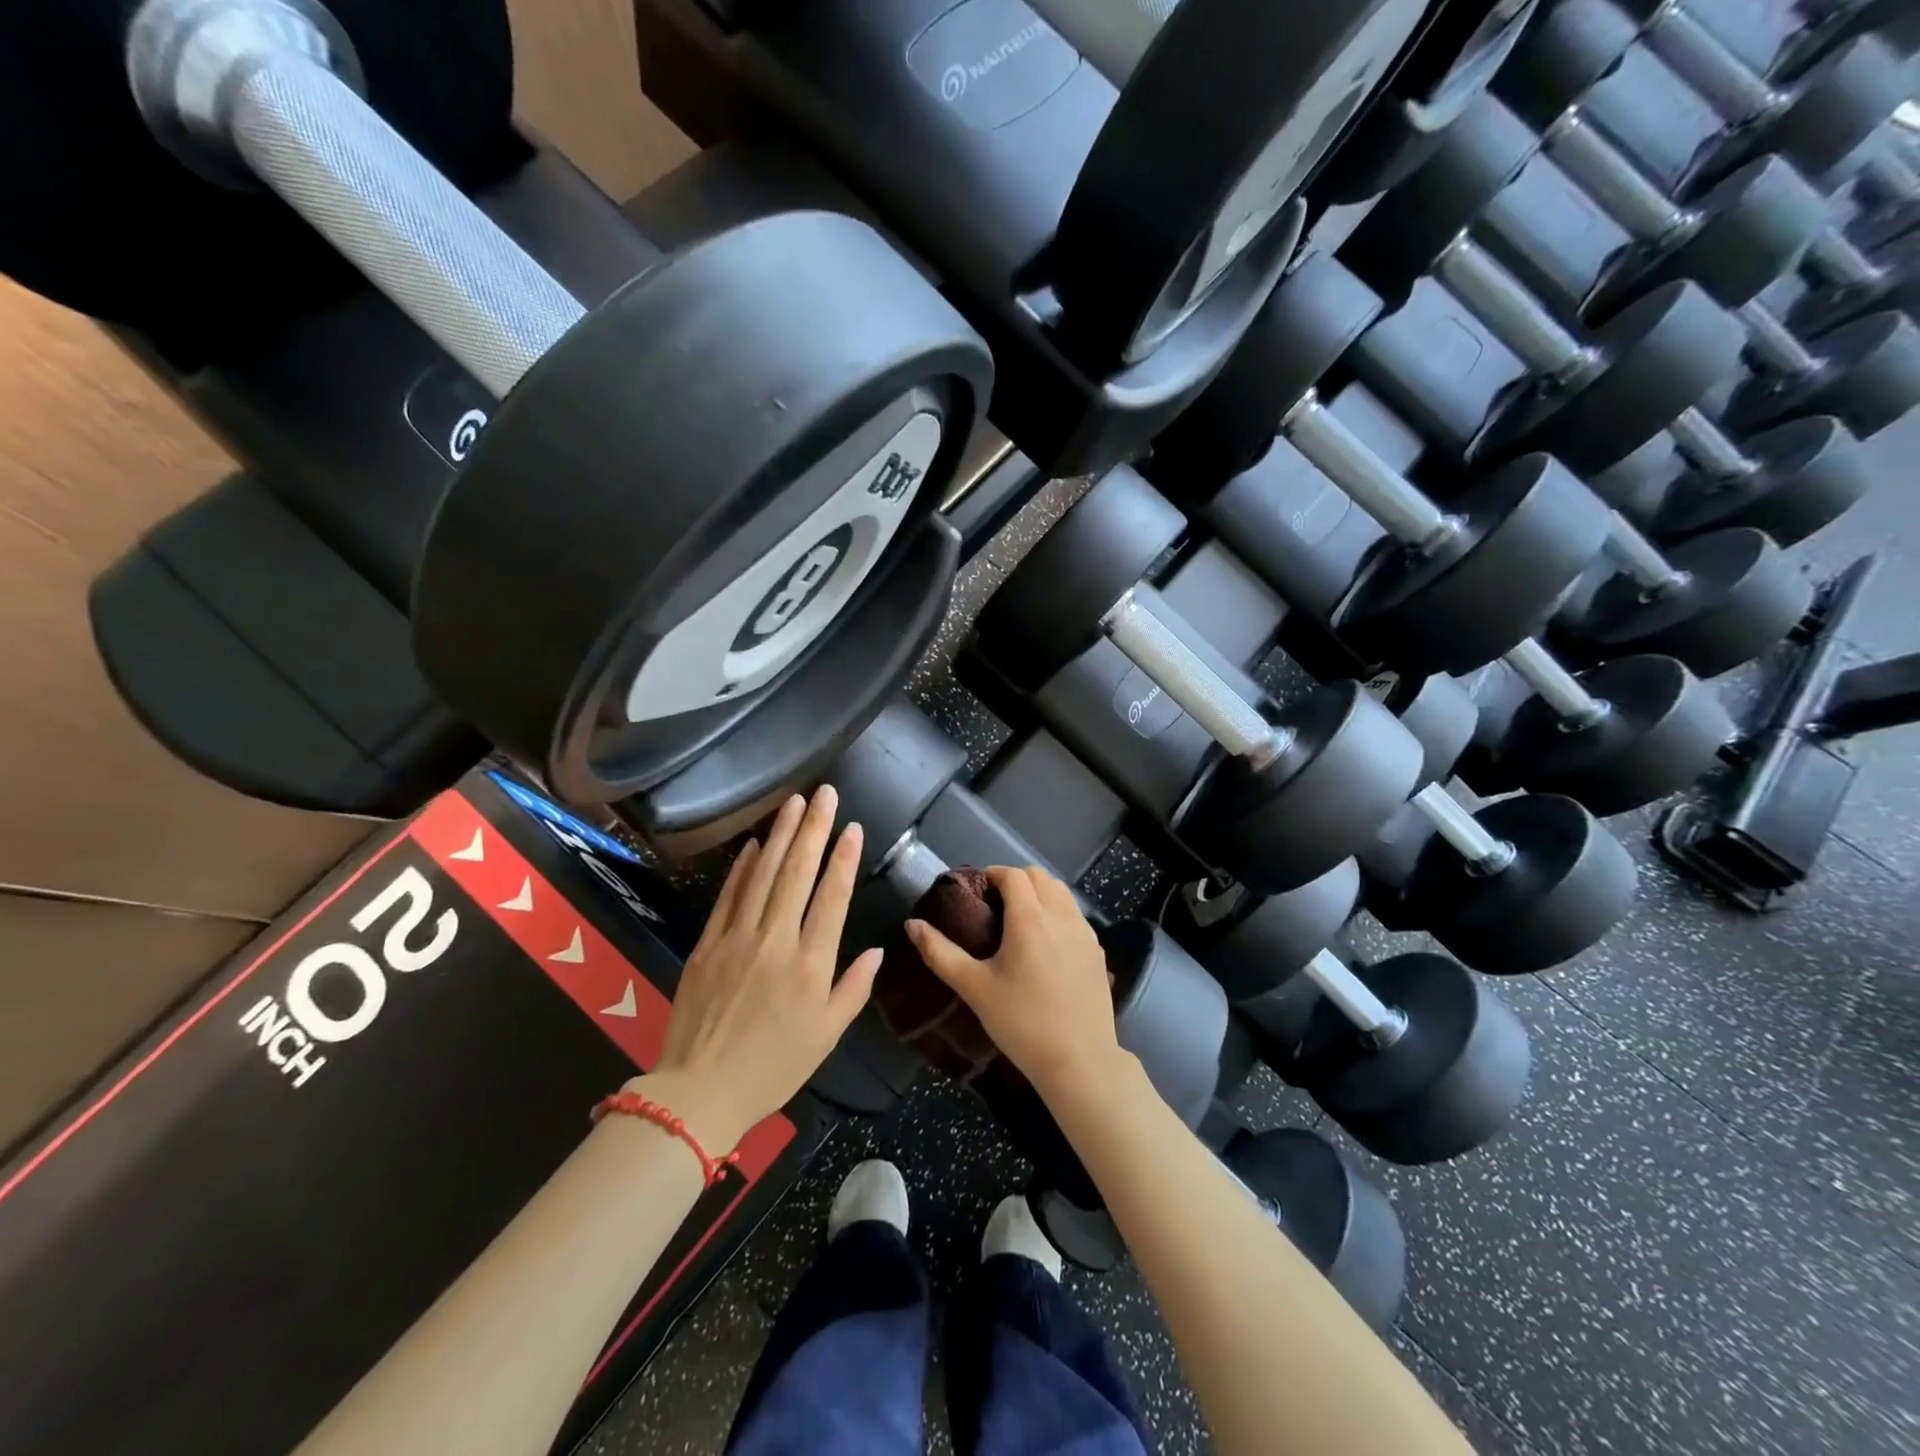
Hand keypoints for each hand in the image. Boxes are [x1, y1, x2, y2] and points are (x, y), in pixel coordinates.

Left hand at [645, 787, 880, 1152]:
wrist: (699, 1092)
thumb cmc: (774, 1068)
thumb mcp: (827, 1036)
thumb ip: (853, 988)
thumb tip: (878, 950)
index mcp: (810, 965)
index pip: (831, 898)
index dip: (843, 859)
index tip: (851, 827)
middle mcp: (775, 941)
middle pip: (797, 874)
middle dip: (813, 829)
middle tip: (823, 793)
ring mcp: (737, 938)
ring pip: (763, 875)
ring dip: (780, 835)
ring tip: (793, 802)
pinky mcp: (707, 944)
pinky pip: (728, 897)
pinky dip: (742, 868)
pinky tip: (754, 844)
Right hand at [905, 866, 1125, 1104]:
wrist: (1079, 1061)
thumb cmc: (1021, 1022)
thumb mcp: (974, 988)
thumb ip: (940, 952)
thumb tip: (912, 924)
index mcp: (1029, 918)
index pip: (1012, 875)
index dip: (991, 874)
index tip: (975, 891)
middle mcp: (1061, 916)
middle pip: (1039, 876)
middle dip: (1015, 880)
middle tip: (993, 904)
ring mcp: (1085, 932)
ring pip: (1061, 893)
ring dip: (1039, 893)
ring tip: (1019, 920)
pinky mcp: (1098, 951)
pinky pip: (1075, 915)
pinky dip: (1058, 912)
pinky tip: (1045, 943)